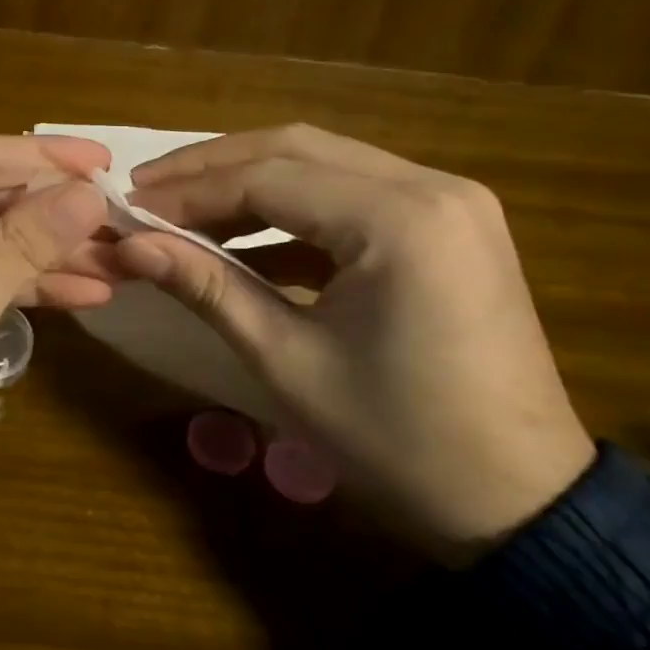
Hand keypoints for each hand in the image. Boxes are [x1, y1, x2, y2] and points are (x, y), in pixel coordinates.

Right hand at [118, 125, 595, 560]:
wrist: (522, 502)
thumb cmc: (398, 440)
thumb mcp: (287, 360)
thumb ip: (206, 286)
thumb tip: (128, 245)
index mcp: (399, 219)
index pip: (265, 177)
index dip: (186, 191)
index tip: (127, 208)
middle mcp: (432, 185)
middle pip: (294, 148)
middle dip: (210, 168)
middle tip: (145, 191)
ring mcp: (448, 200)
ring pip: (322, 162)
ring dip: (247, 181)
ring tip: (181, 210)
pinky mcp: (448, 223)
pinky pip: (352, 193)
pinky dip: (291, 208)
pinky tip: (242, 235)